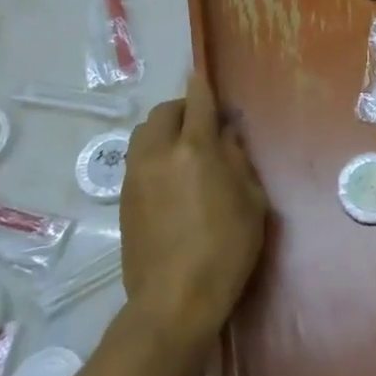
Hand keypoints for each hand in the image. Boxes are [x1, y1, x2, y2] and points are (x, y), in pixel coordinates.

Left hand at [122, 74, 267, 348]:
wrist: (174, 300)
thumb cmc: (225, 249)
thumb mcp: (251, 201)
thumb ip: (238, 161)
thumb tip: (226, 136)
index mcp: (194, 149)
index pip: (197, 103)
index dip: (201, 86)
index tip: (201, 75)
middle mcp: (158, 154)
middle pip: (162, 113)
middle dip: (181, 108)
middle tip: (200, 121)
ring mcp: (135, 177)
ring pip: (143, 135)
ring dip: (162, 130)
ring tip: (183, 147)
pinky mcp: (124, 201)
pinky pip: (136, 161)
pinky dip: (152, 154)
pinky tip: (170, 177)